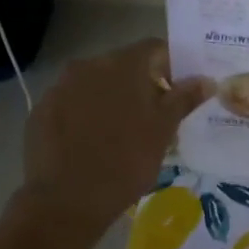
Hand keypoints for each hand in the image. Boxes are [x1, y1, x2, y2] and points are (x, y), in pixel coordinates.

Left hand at [20, 40, 209, 240]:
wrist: (67, 199)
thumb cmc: (127, 162)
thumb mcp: (163, 131)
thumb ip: (184, 99)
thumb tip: (206, 80)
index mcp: (123, 65)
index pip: (154, 48)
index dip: (172, 66)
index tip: (178, 92)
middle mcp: (88, 66)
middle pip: (123, 65)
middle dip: (141, 85)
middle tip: (154, 117)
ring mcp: (60, 87)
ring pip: (95, 84)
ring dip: (112, 99)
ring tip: (122, 132)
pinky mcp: (41, 110)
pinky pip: (71, 103)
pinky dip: (85, 114)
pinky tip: (91, 143)